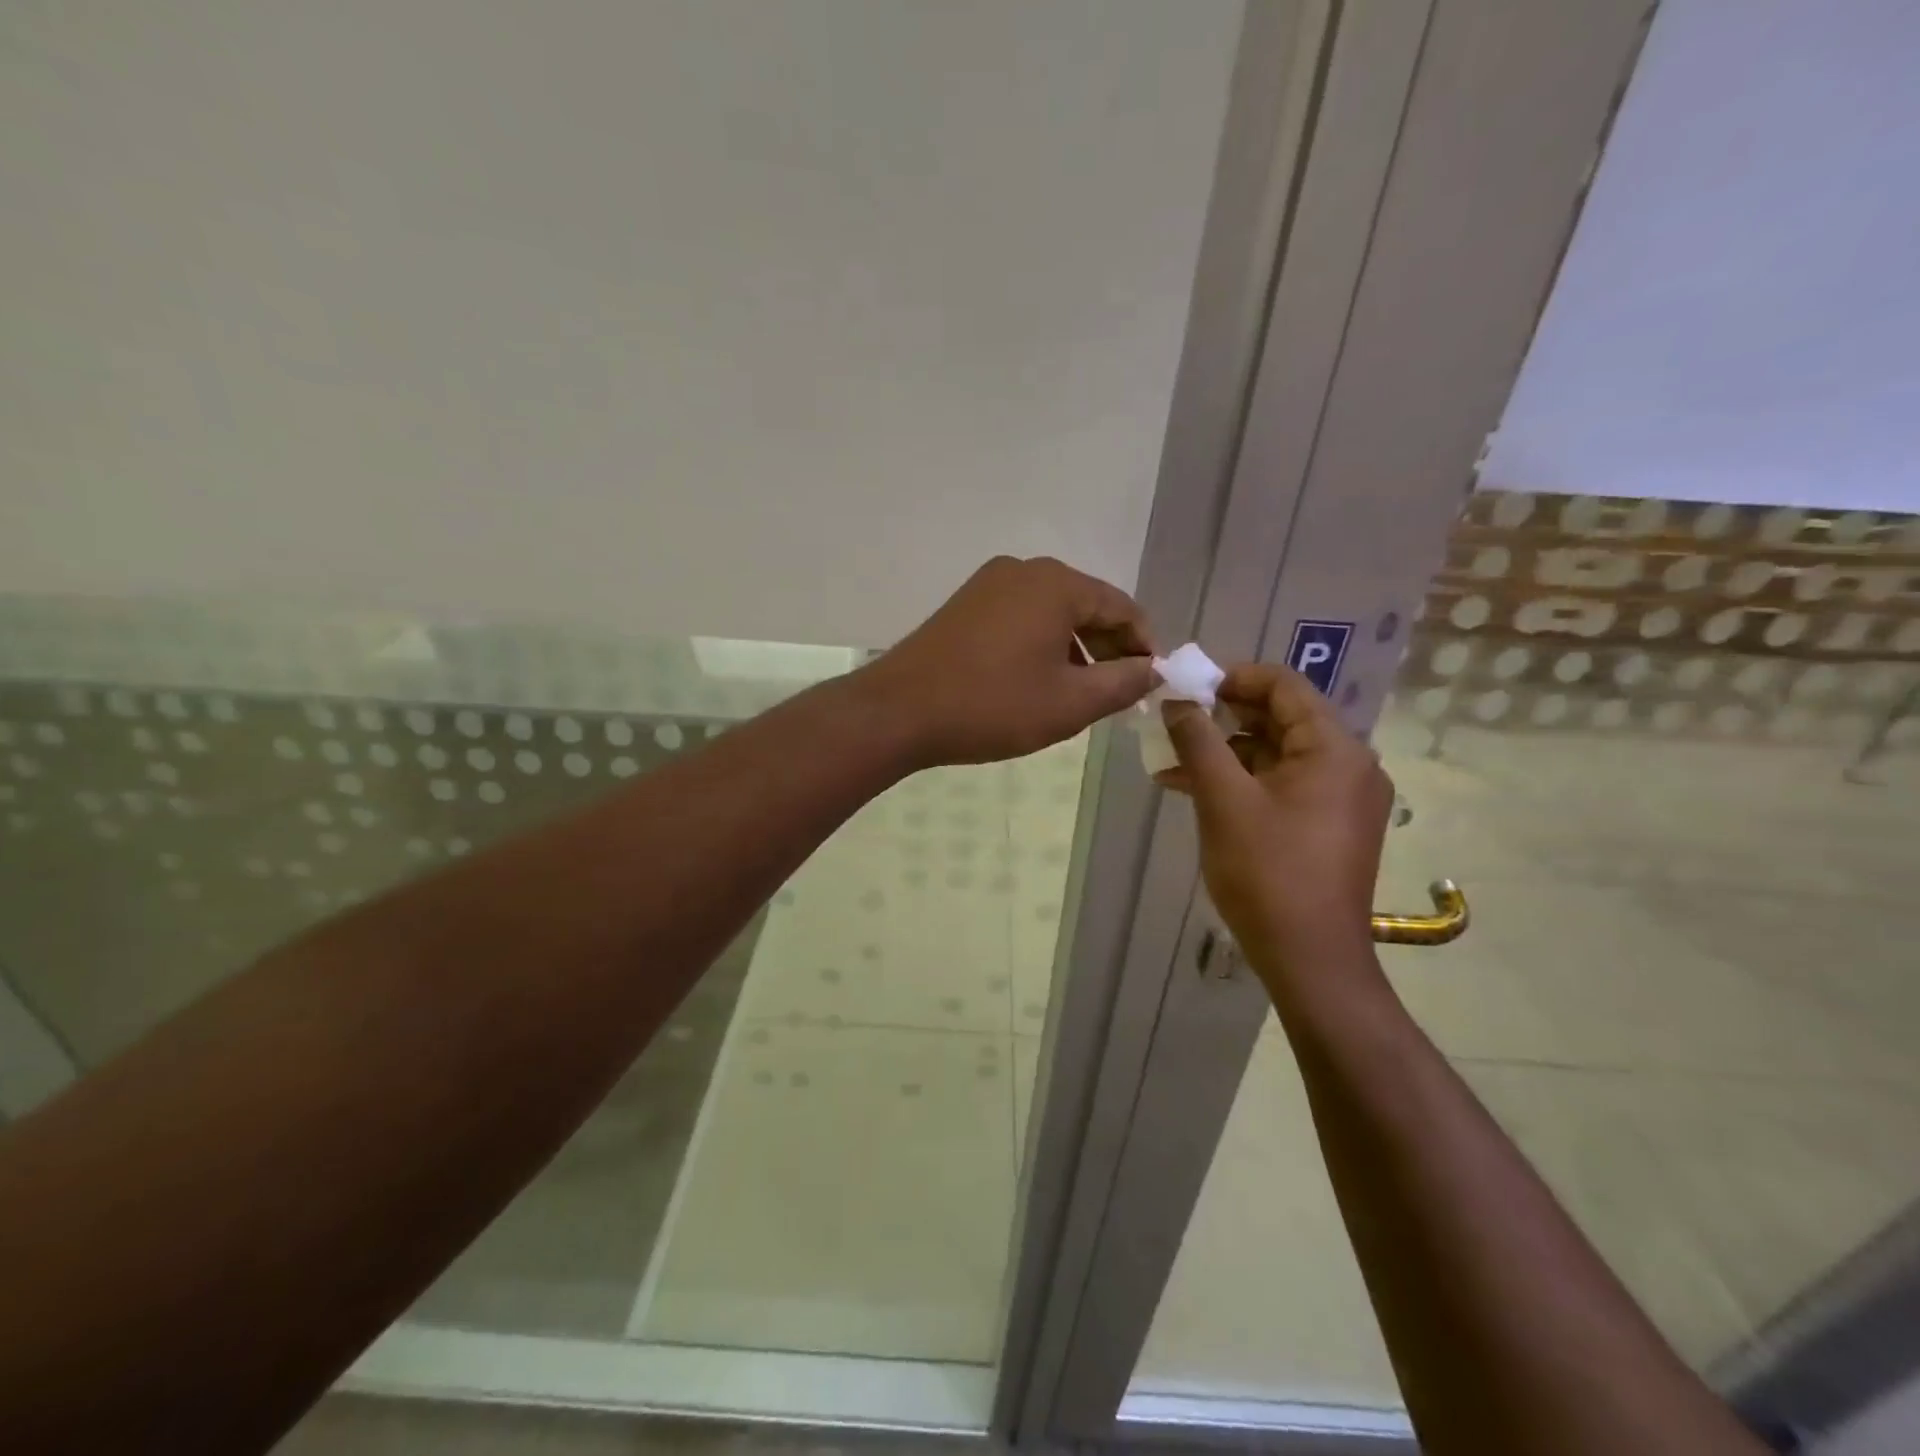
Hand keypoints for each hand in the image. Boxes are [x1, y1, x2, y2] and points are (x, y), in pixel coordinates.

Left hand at [861, 556, 1157, 766]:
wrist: (898, 712)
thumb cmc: (992, 706)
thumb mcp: (1070, 703)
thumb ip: (1123, 683)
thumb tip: (1154, 670)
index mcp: (1057, 584)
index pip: (1122, 607)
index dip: (1144, 646)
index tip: (1151, 683)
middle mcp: (1024, 570)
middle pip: (1086, 606)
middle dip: (1108, 649)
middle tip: (1118, 694)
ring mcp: (989, 584)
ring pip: (1052, 613)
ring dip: (1075, 650)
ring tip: (1080, 695)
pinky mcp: (965, 605)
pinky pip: (1021, 618)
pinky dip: (1041, 645)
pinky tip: (1038, 682)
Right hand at [1159, 663, 1392, 962]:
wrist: (1310, 959)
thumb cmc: (1267, 871)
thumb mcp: (1222, 799)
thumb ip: (1197, 740)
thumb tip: (1175, 701)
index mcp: (1334, 748)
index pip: (1284, 685)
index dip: (1232, 678)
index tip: (1187, 688)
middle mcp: (1350, 764)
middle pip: (1282, 718)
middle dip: (1223, 717)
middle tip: (1175, 722)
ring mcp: (1343, 798)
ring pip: (1278, 754)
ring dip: (1227, 752)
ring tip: (1172, 761)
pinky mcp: (1331, 826)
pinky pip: (1284, 785)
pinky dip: (1244, 782)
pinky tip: (1196, 791)